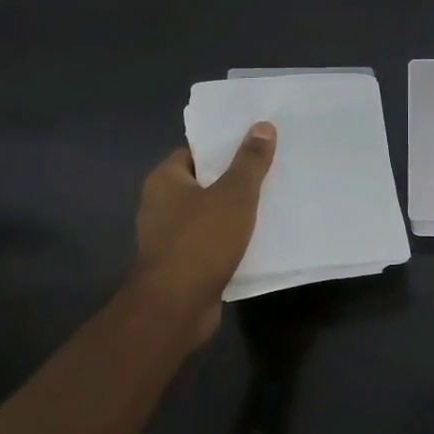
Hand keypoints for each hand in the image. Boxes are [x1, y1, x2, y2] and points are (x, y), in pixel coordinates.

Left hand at [133, 122, 276, 345]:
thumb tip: (262, 125)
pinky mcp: (182, 264)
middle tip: (272, 169)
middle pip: (204, 182)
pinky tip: (259, 237)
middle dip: (235, 178)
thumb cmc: (201, 241)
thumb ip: (249, 161)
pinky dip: (231, 239)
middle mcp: (161, 204)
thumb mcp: (234, 195)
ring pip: (209, 214)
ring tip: (272, 200)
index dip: (224, 146)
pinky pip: (211, 242)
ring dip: (235, 211)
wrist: (176, 308)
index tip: (255, 143)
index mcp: (165, 180)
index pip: (196, 151)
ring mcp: (169, 237)